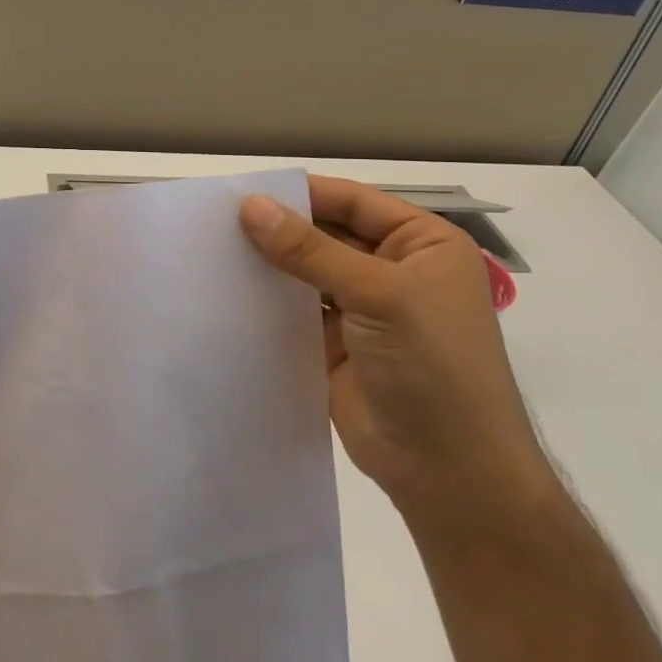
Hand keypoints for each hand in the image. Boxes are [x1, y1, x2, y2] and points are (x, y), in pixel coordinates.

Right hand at [239, 176, 554, 523]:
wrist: (449, 472)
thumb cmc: (432, 365)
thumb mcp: (378, 295)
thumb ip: (310, 250)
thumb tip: (250, 206)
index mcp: (421, 244)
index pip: (353, 202)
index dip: (302, 194)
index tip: (243, 190)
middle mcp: (393, 269)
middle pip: (326, 234)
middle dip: (279, 228)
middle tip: (216, 219)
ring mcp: (363, 309)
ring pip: (306, 272)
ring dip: (269, 263)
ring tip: (212, 248)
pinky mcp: (334, 344)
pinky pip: (294, 309)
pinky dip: (266, 299)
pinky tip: (227, 288)